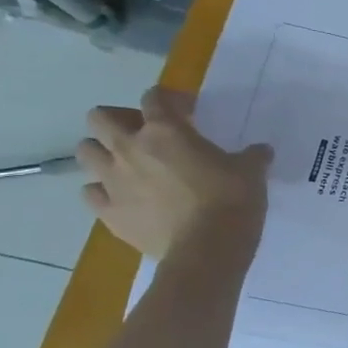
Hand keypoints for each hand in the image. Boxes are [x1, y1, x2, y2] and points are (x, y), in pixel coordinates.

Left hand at [77, 86, 270, 259]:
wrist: (207, 251)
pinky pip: (90, 193)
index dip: (170, 99)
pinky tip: (124, 197)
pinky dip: (103, 191)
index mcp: (165, 130)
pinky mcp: (108, 213)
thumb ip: (252, 156)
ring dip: (103, 153)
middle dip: (119, 120)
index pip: (154, 96)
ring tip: (128, 165)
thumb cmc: (231, 201)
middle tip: (145, 134)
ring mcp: (113, 182)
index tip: (189, 112)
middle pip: (100, 118)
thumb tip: (261, 152)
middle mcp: (130, 149)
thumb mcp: (251, 172)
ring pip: (85, 152)